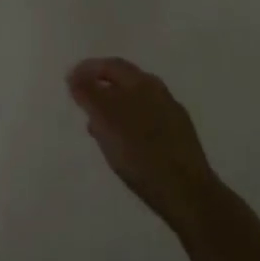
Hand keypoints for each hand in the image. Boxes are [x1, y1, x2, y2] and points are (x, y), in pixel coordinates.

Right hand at [67, 57, 216, 228]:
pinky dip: (130, 126)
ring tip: (100, 129)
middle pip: (124, 82)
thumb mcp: (105, 119)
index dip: (87, 70)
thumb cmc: (141, 152)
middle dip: (101, 89)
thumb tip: (75, 75)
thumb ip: (87, 93)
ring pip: (136, 103)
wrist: (189, 196)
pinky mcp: (181, 140)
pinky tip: (126, 146)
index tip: (70, 83)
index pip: (110, 65)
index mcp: (142, 82)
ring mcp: (173, 116)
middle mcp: (160, 92)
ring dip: (115, 110)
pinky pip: (148, 123)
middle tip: (83, 104)